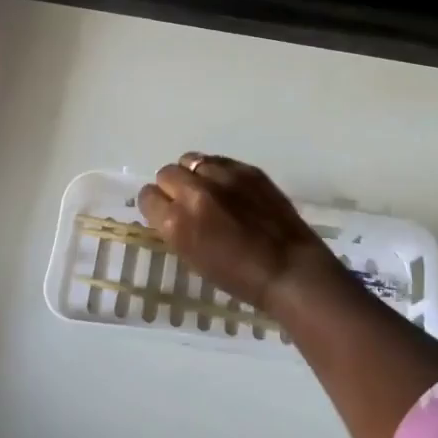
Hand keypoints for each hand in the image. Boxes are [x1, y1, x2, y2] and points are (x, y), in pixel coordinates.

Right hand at [137, 154, 338, 313]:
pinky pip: (218, 160)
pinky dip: (217, 171)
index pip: (148, 197)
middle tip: (187, 201)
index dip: (155, 205)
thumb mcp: (194, 258)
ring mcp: (223, 177)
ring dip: (193, 174)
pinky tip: (229, 187)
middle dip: (172, 186)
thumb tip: (171, 211)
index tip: (164, 212)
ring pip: (191, 160)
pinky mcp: (246, 169)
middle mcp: (195, 192)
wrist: (289, 269)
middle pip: (167, 173)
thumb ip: (177, 229)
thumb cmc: (239, 278)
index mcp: (177, 222)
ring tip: (207, 189)